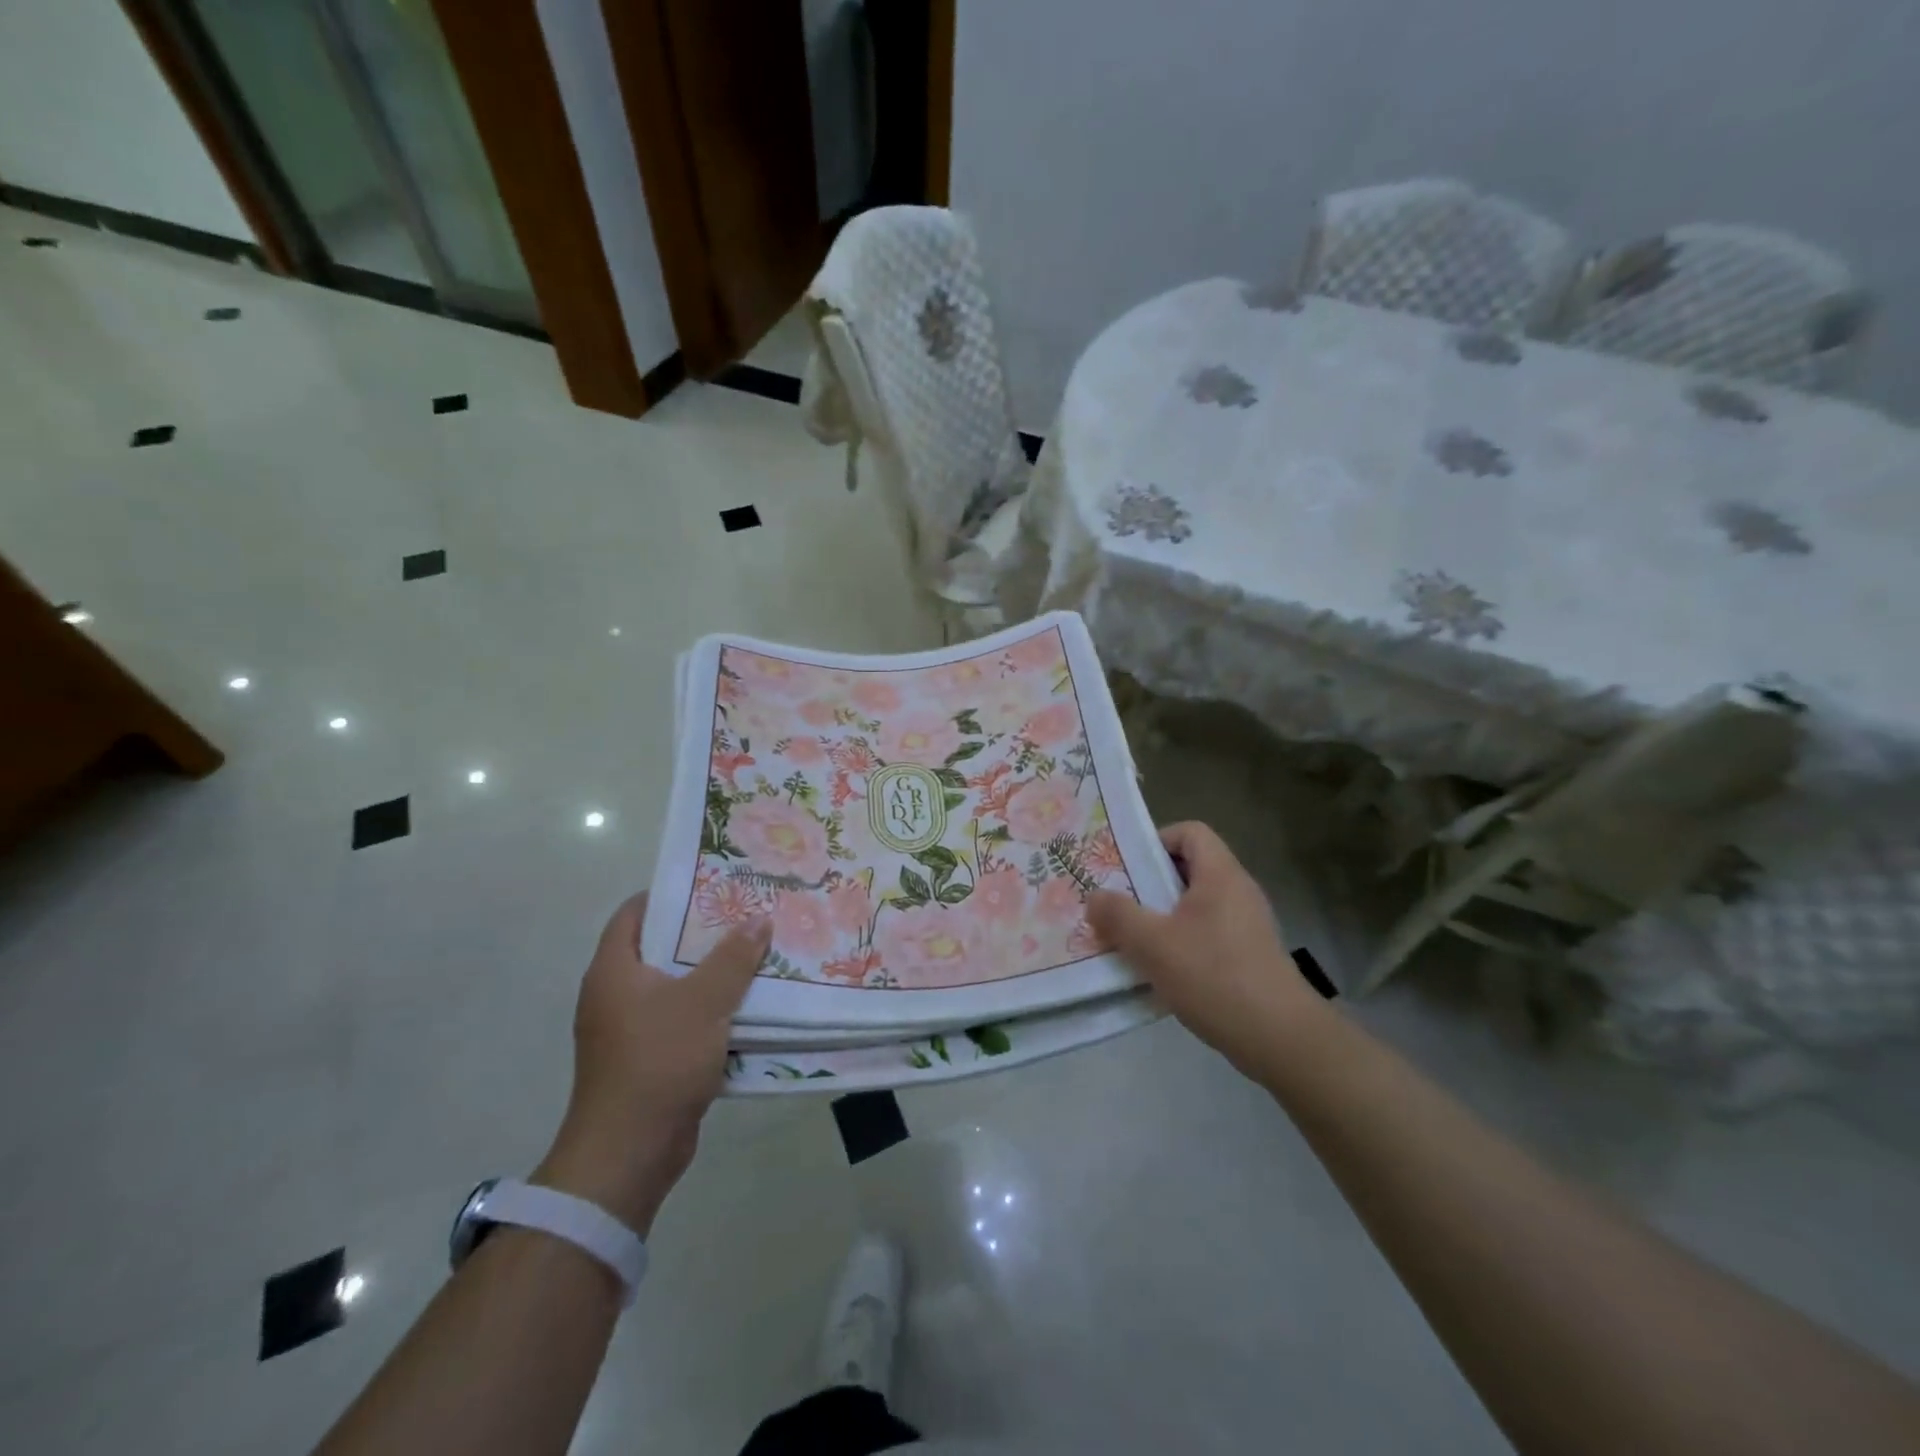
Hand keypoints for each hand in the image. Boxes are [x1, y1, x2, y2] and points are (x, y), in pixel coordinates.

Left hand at [533, 893, 770, 1235]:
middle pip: (659, 948)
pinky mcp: (647, 1058)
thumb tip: (758, 919)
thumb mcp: (704, 1001)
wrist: (629, 1153)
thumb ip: (733, 957)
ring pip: (675, 986)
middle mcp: (614, 994)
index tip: (712, 884)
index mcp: (614, 970)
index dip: (670, 893)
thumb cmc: (659, 1061)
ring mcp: (628, 1029)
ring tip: (755, 953)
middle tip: (746, 916)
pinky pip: (681, 1019)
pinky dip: (709, 1009)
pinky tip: (746, 1004)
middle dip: (703, 933)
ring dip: (711, 973)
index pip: (634, 912)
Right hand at [1088, 822, 1320, 1070]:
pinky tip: (1161, 972)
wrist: (1281, 1038)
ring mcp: (1248, 925)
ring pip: (1196, 906)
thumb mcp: (1153, 944)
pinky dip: (1181, 943)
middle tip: (1117, 903)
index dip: (1156, 840)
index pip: (1190, 832)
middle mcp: (1238, 891)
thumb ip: (1118, 915)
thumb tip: (1095, 897)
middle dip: (1149, 884)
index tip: (1127, 867)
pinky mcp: (1250, 956)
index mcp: (1220, 875)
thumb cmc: (1214, 977)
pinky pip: (1208, 934)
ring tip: (1131, 940)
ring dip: (1162, 918)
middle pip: (1189, 869)